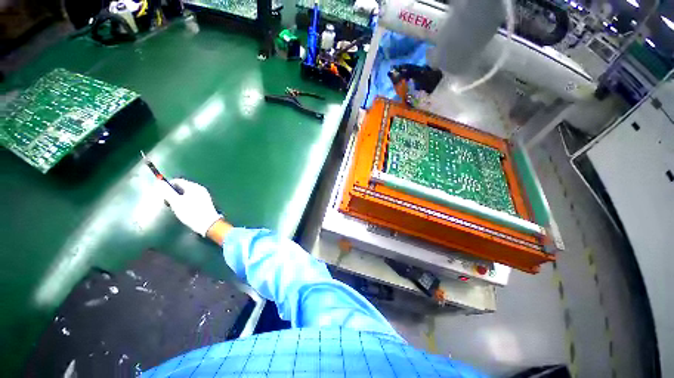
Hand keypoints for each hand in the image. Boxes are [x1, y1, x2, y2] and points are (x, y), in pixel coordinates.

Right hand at [158, 178, 222, 236]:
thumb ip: (167, 192)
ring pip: (187, 193)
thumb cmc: (191, 212)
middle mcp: (200, 189)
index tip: (161, 194)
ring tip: (175, 207)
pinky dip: (185, 202)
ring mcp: (204, 195)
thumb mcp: (176, 202)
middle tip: (167, 202)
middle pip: (182, 187)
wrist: (208, 223)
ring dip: (178, 198)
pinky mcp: (205, 202)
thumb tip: (159, 183)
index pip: (178, 181)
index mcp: (194, 186)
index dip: (167, 186)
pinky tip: (184, 210)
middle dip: (173, 193)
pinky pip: (192, 198)